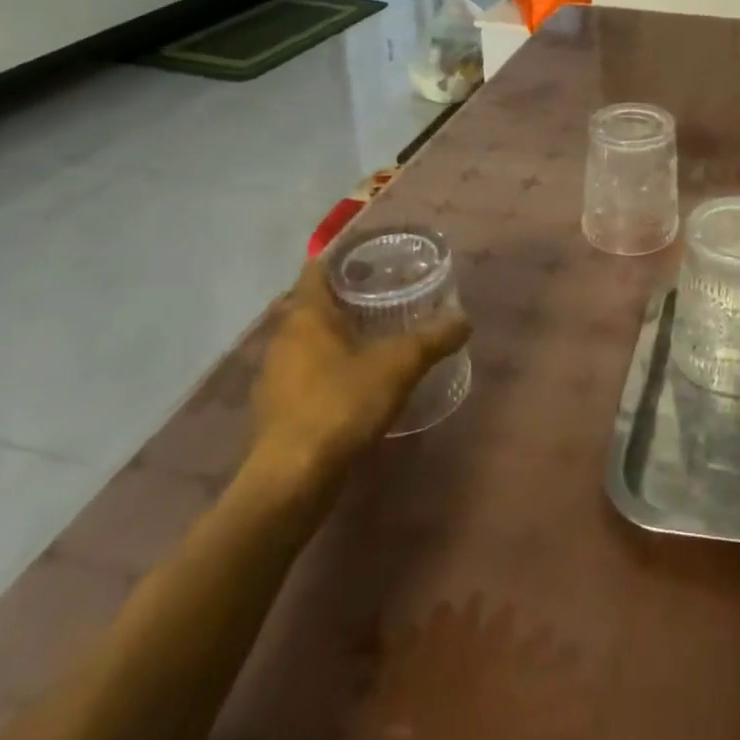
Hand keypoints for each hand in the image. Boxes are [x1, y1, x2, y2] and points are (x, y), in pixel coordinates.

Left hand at [247, 257, 469, 509]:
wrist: (292, 480)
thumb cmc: (341, 404)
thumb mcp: (399, 365)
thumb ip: (433, 338)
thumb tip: (465, 319)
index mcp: (306, 315)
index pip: (317, 269)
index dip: (343, 259)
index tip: (373, 259)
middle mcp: (283, 338)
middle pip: (311, 304)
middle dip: (343, 296)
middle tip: (382, 293)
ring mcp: (275, 376)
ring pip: (306, 340)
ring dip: (333, 334)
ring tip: (373, 334)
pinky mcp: (276, 409)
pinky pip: (303, 372)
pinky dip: (326, 366)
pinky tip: (354, 380)